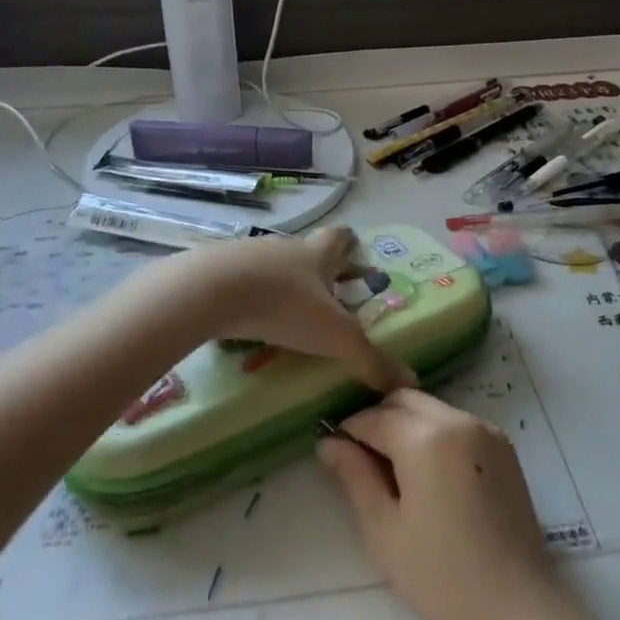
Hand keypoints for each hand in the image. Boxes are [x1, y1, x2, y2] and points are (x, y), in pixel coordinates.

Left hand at [190, 227, 414, 394]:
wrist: (210, 290)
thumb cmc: (284, 305)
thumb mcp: (335, 337)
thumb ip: (370, 359)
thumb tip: (410, 382)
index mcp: (317, 255)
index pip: (341, 238)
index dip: (351, 246)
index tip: (356, 257)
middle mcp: (285, 247)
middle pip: (306, 252)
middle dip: (317, 272)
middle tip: (325, 298)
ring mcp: (246, 253)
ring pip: (271, 265)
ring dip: (280, 284)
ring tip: (283, 315)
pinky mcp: (215, 269)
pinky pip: (237, 279)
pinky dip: (246, 295)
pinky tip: (243, 319)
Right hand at [318, 389, 578, 619]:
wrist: (518, 611)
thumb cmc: (440, 578)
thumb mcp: (383, 530)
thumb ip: (354, 476)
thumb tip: (329, 443)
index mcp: (426, 437)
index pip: (373, 417)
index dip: (348, 432)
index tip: (335, 455)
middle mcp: (459, 420)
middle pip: (404, 400)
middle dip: (379, 420)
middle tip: (364, 463)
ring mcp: (487, 430)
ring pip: (431, 408)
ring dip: (407, 426)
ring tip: (397, 474)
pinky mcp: (504, 447)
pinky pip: (456, 423)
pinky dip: (435, 434)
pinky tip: (430, 477)